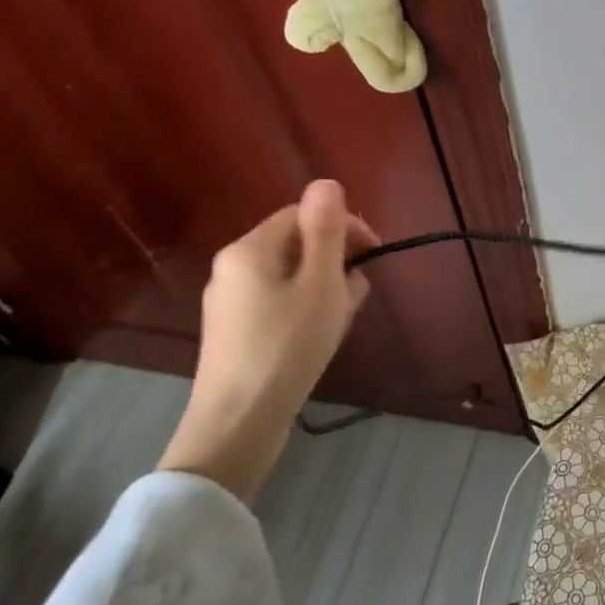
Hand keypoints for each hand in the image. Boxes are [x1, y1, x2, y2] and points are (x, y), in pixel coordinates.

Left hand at [159, 180, 379, 501]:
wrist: (239, 422)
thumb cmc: (287, 345)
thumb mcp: (320, 283)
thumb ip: (325, 231)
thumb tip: (326, 182)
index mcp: (249, 250)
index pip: (303, 215)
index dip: (344, 227)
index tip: (374, 256)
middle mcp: (232, 269)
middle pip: (296, 245)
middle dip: (336, 261)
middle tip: (359, 294)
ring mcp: (230, 303)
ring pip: (291, 277)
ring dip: (325, 287)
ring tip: (343, 318)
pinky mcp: (234, 333)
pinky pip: (278, 303)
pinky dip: (305, 309)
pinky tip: (320, 336)